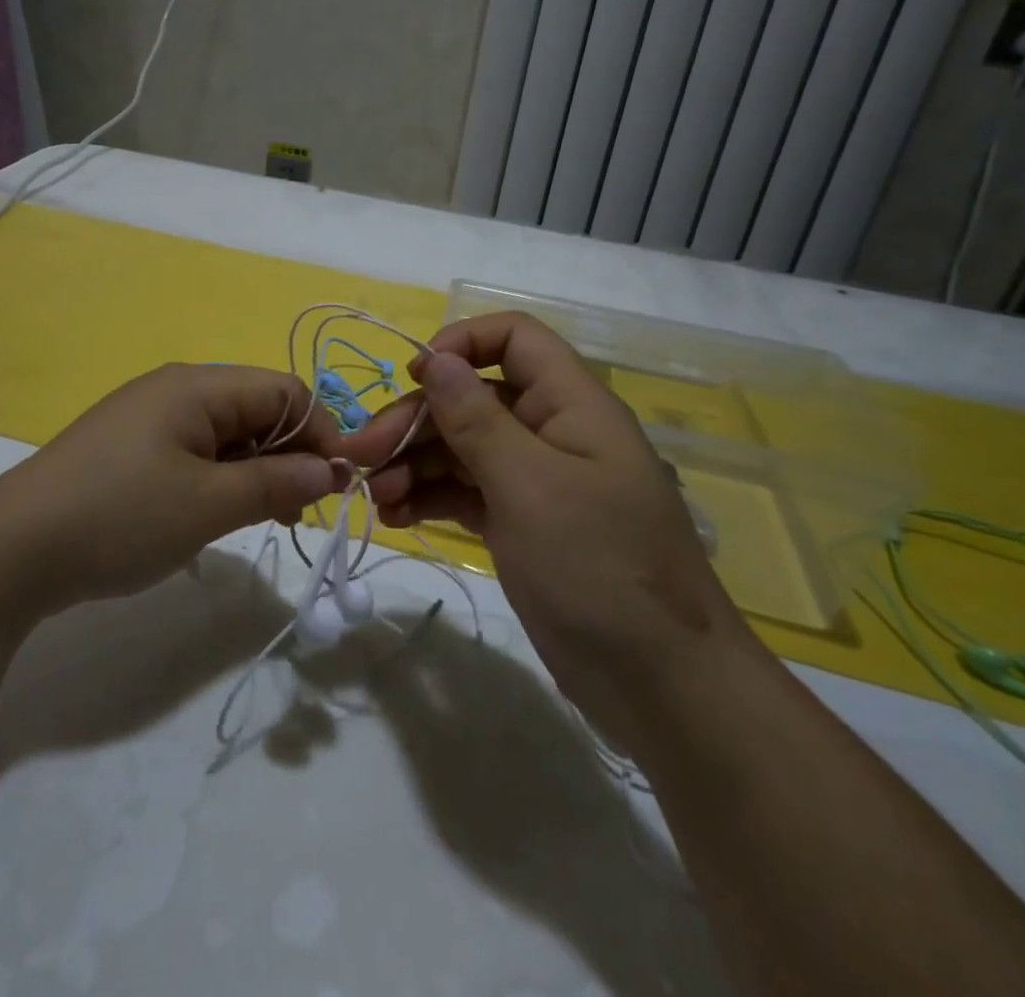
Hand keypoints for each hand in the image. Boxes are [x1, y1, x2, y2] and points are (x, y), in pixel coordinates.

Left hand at [0, 364, 347, 619]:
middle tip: (298, 513)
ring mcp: (149, 419)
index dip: (320, 433)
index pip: (284, 391)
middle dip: (290, 454)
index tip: (337, 487)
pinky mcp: (131, 449)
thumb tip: (330, 470)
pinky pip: (196, 452)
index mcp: (196, 386)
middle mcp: (175, 390)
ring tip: (265, 519)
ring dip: (258, 470)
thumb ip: (275, 482)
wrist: (11, 550)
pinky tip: (219, 514)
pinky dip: (221, 478)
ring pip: (227, 434)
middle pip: (256, 409)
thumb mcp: (207, 504)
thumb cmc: (119, 517)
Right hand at [343, 313, 751, 726]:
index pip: (515, 338)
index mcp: (570, 405)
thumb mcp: (529, 486)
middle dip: (414, 419)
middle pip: (471, 397)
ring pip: (460, 447)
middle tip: (361, 455)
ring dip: (412, 463)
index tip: (412, 377)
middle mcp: (551, 432)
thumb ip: (476, 418)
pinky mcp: (519, 523)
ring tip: (374, 497)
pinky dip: (428, 496)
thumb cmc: (599, 569)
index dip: (461, 343)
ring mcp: (534, 480)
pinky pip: (464, 491)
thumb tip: (435, 357)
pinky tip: (395, 515)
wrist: (662, 687)